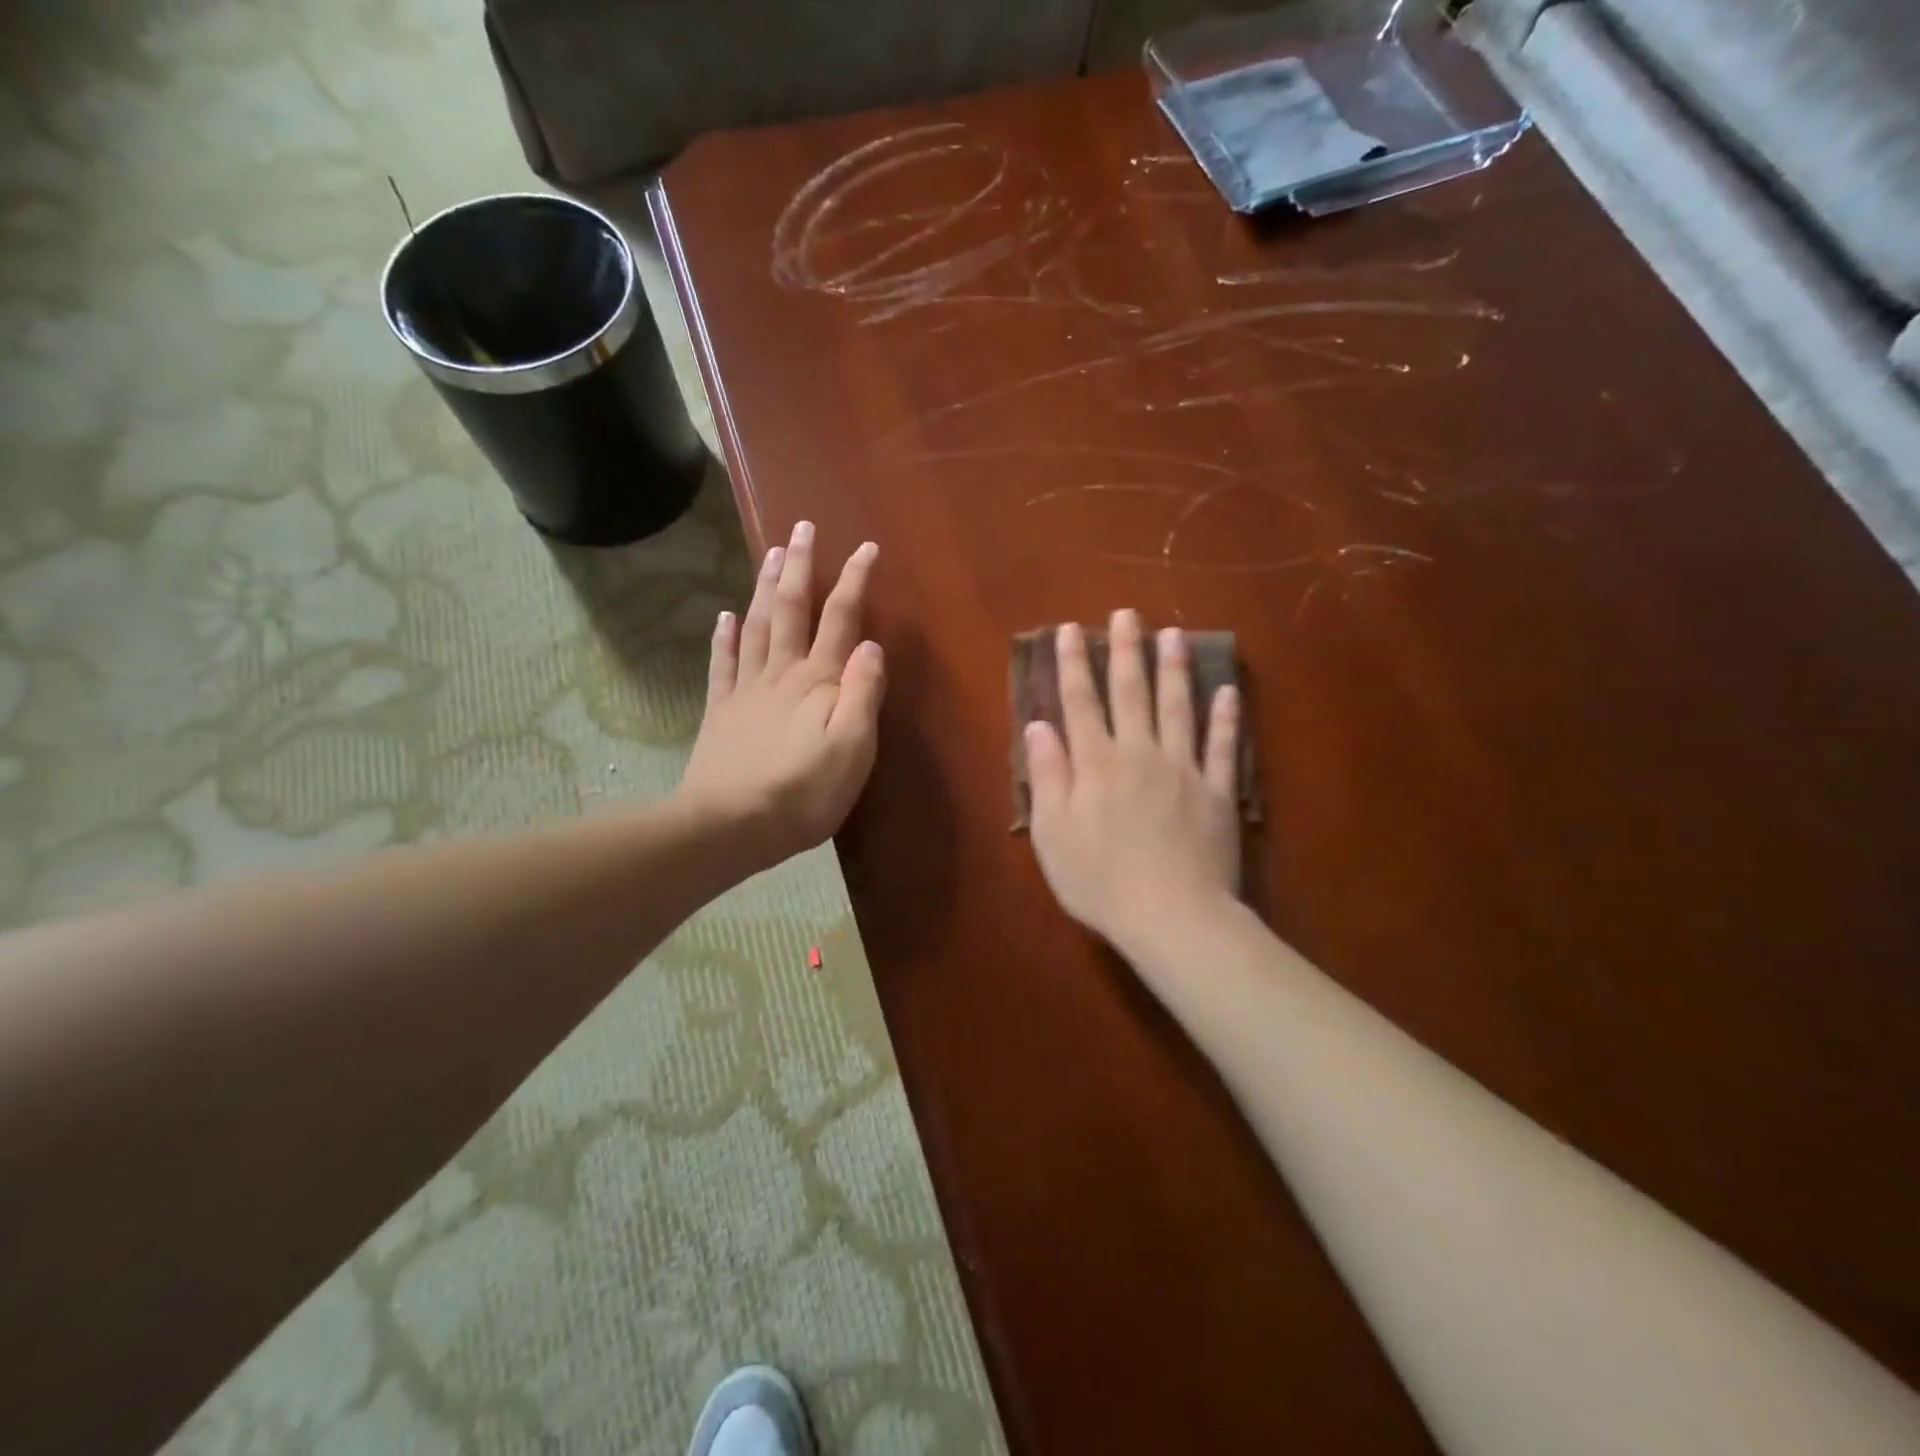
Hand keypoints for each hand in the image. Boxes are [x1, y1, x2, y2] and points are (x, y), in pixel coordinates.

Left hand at [677, 522, 883, 877]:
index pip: (841, 619)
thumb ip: (864, 694)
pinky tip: (723, 616)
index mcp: (820, 681)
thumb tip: (872, 645)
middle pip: (790, 609)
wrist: (731, 825)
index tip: (865, 547)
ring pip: (755, 626)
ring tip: (769, 553)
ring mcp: (746, 689)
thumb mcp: (853, 749)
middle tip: (800, 527)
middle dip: (799, 566)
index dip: (854, 581)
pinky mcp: (721, 710)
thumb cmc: (804, 792)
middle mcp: (782, 673)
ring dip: (763, 587)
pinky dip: (724, 636)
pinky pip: (722, 663)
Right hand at [1026, 611, 1240, 955]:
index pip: (1081, 702)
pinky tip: (1228, 691)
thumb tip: (1038, 725)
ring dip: (1174, 669)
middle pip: (1131, 692)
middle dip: (1125, 651)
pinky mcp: (1217, 792)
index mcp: (1096, 763)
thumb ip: (1047, 775)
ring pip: (1178, 707)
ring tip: (1173, 635)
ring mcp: (1183, 769)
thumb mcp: (1052, 834)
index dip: (1073, 664)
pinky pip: (1222, 747)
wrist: (1172, 916)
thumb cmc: (1100, 881)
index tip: (1071, 630)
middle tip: (1127, 613)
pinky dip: (1226, 718)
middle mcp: (1139, 753)